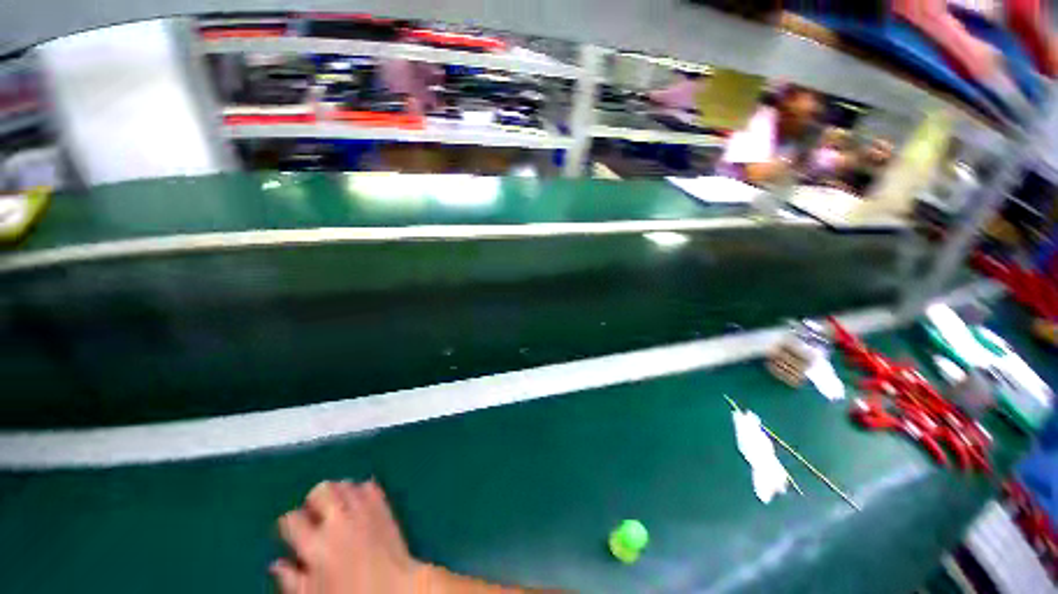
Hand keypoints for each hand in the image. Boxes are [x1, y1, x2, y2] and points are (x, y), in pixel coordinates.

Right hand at [272, 480, 420, 592]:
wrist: (395, 590)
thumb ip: (291, 581)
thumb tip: (276, 564)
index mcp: (316, 546)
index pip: (291, 519)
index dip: (288, 525)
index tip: (292, 533)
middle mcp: (339, 521)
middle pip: (321, 490)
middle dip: (314, 501)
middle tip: (316, 517)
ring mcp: (363, 510)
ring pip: (345, 484)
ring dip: (337, 493)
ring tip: (337, 510)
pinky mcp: (383, 506)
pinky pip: (369, 486)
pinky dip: (360, 491)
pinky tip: (358, 506)